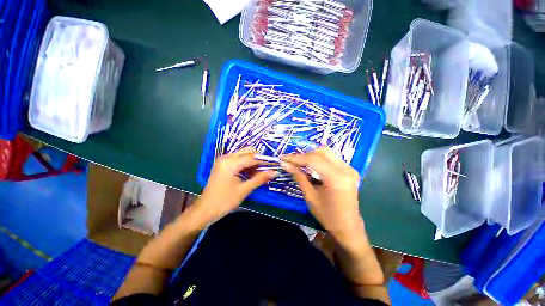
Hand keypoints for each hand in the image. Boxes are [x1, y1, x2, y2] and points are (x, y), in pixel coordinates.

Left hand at [197, 147, 276, 222]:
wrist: (205, 210)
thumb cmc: (224, 201)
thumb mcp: (244, 190)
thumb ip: (260, 178)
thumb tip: (275, 172)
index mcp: (230, 163)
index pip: (252, 157)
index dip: (264, 161)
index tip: (274, 165)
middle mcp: (226, 158)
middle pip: (247, 152)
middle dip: (258, 160)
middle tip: (266, 170)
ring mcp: (224, 160)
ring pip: (243, 155)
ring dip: (253, 162)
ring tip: (259, 174)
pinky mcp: (223, 165)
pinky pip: (238, 160)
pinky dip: (246, 165)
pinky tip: (250, 174)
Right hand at [281, 147, 363, 240]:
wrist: (348, 227)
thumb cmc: (327, 216)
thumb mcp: (310, 196)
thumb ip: (298, 176)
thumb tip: (285, 164)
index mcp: (336, 177)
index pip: (313, 160)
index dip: (296, 158)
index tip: (283, 158)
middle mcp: (345, 169)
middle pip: (320, 152)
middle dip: (303, 155)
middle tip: (291, 161)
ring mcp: (349, 168)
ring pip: (326, 152)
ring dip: (311, 155)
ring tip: (299, 163)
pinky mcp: (349, 170)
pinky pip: (331, 158)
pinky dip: (319, 159)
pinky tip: (311, 166)